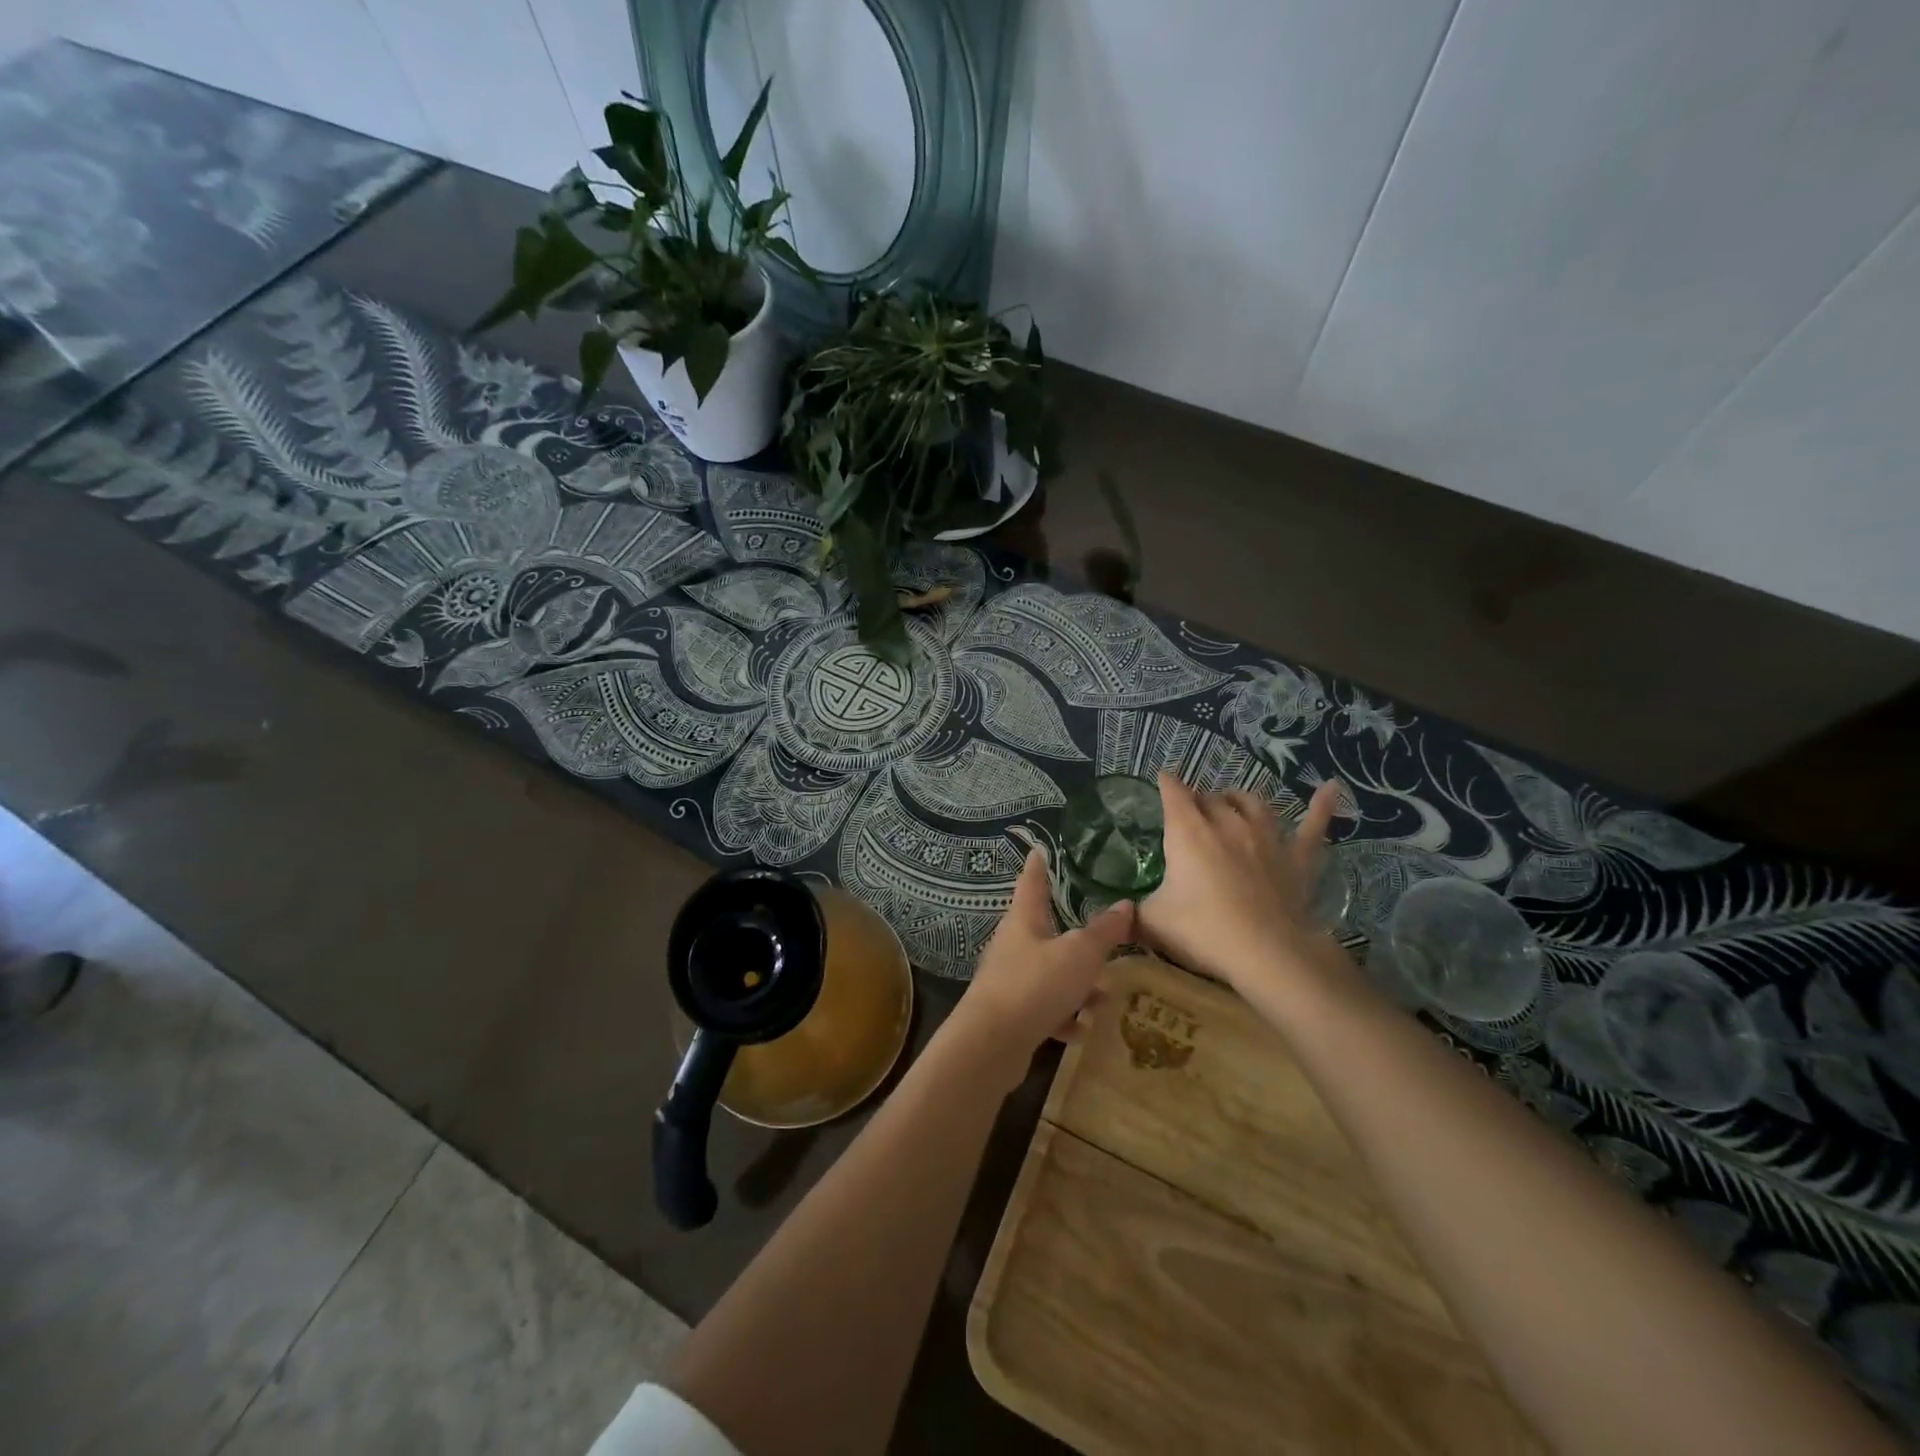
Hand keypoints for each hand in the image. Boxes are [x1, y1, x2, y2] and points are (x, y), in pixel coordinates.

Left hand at [945, 849, 1134, 1093]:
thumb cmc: (1035, 985)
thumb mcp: (1079, 955)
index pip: (1032, 883)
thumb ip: (1104, 931)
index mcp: (1024, 921)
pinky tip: (1079, 1030)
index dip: (1038, 866)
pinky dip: (1063, 1016)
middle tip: (1100, 942)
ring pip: (1049, 974)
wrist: (992, 1043)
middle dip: (1075, 940)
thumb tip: (1126, 904)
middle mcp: (1013, 945)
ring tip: (1101, 1000)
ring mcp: (1009, 980)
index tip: (1038, 850)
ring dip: (1075, 986)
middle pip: (1045, 932)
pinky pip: (1043, 1008)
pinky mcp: (1010, 1014)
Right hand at [1138, 772, 1345, 1000]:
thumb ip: (1132, 912)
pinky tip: (1332, 788)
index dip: (1166, 784)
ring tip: (1232, 802)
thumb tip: (1116, 913)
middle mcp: (1227, 824)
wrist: (1266, 953)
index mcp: (1188, 832)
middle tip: (1191, 813)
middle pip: (1210, 798)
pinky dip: (1321, 806)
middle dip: (1198, 800)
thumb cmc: (1203, 931)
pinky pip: (1313, 826)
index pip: (1173, 793)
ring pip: (1252, 804)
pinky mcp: (1296, 858)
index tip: (1162, 780)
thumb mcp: (1152, 922)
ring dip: (1239, 799)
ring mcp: (1266, 838)